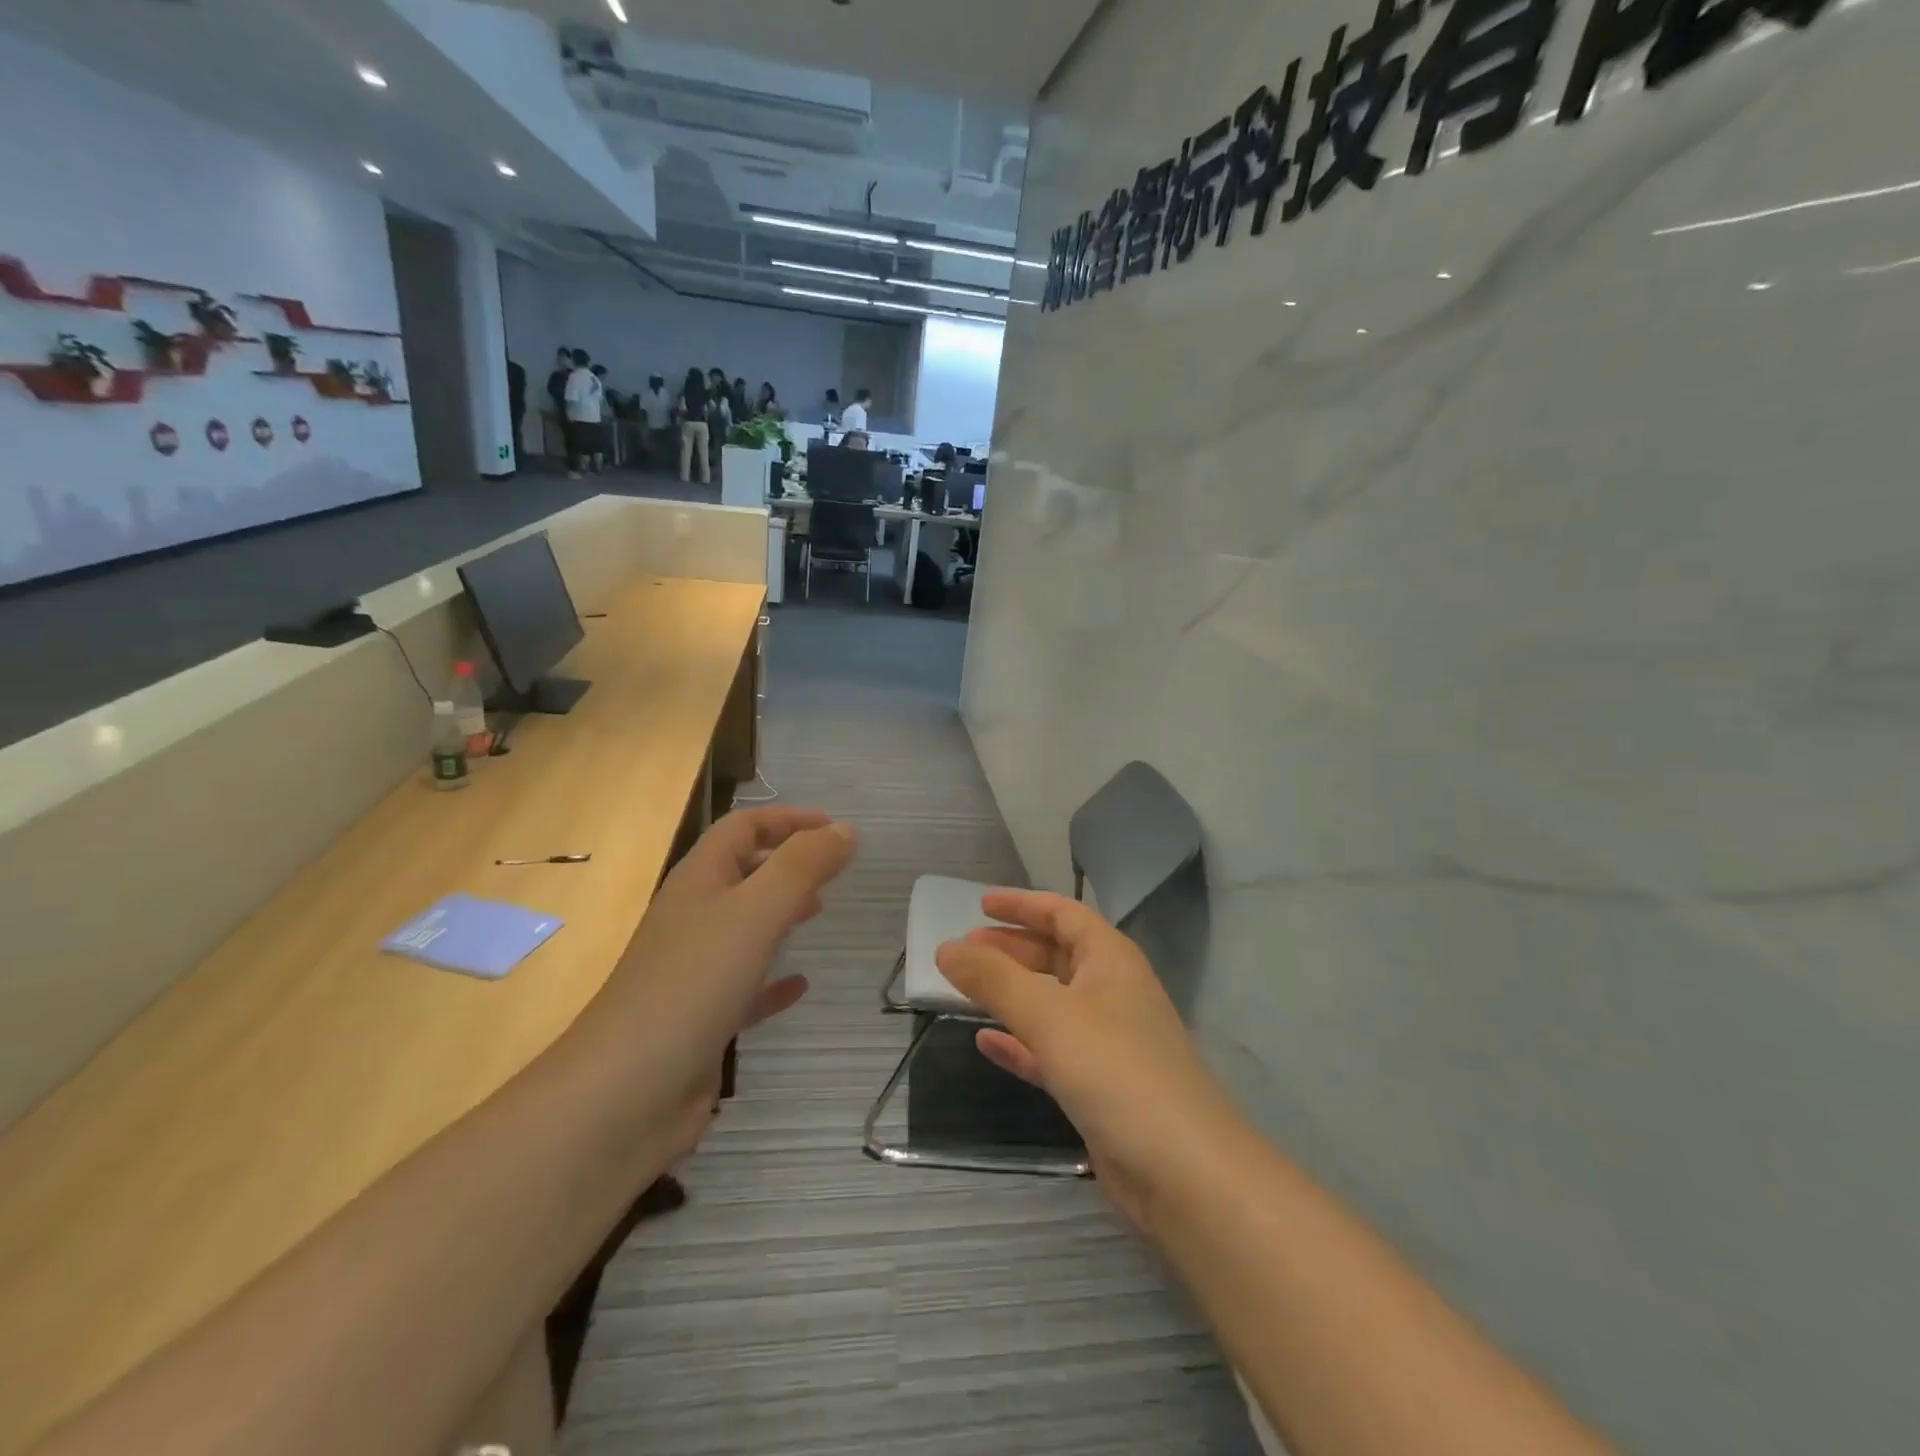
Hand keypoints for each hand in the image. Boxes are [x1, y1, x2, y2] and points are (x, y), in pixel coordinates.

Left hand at [588, 807, 857, 1115]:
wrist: (624, 1095)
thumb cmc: (692, 985)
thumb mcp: (755, 912)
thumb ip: (802, 866)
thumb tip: (844, 830)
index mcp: (699, 881)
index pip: (742, 828)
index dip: (788, 819)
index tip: (835, 828)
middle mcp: (693, 918)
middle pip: (742, 872)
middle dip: (787, 862)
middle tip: (834, 870)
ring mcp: (693, 971)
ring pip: (744, 926)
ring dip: (782, 912)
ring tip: (821, 911)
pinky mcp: (701, 1019)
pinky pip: (745, 986)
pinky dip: (774, 979)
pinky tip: (800, 985)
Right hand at [935, 891, 1239, 1230]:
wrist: (1183, 1171)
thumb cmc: (1115, 1070)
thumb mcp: (1048, 1014)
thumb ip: (994, 979)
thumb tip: (946, 948)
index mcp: (1110, 959)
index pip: (1063, 914)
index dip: (1022, 905)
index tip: (979, 903)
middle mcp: (1112, 992)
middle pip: (1056, 955)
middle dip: (1012, 948)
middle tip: (965, 948)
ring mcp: (1108, 1042)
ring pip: (1051, 1003)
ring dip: (1011, 993)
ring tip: (967, 988)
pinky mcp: (1100, 1087)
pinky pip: (1051, 1050)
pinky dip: (1020, 1042)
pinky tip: (986, 1043)